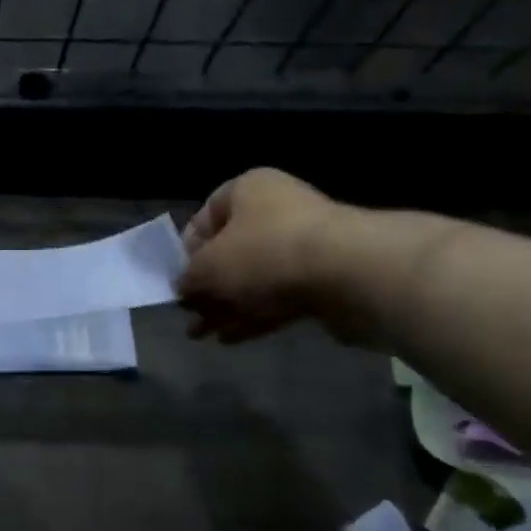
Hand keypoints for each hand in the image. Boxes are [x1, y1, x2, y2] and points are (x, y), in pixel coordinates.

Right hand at [177, 168, 345, 343]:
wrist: (352, 274)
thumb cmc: (265, 253)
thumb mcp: (209, 266)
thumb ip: (189, 277)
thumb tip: (183, 287)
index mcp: (248, 191)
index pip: (206, 214)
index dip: (187, 248)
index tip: (179, 277)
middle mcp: (277, 211)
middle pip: (230, 250)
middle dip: (207, 286)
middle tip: (188, 313)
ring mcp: (304, 246)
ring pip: (253, 278)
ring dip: (226, 306)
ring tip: (201, 334)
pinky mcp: (325, 280)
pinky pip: (279, 297)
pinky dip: (254, 315)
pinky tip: (230, 339)